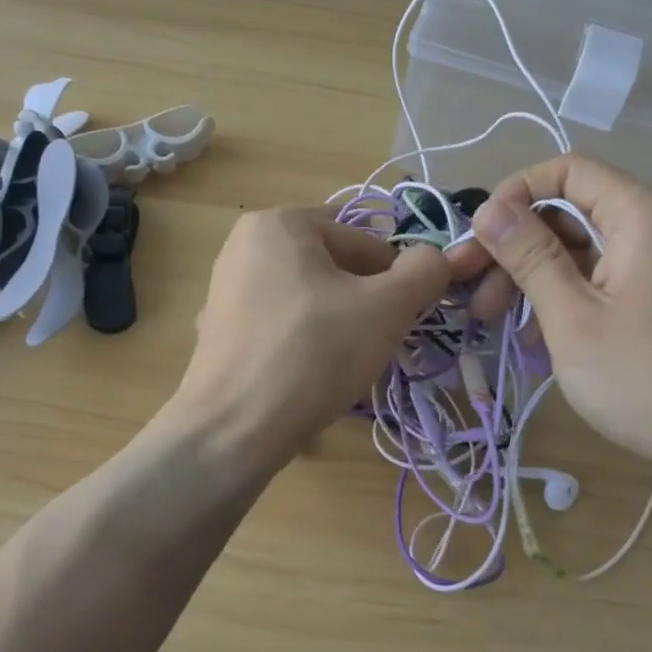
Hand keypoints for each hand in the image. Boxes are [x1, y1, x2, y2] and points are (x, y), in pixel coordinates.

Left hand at [166, 207, 450, 471]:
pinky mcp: (216, 329)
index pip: (365, 242)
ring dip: (336, 324)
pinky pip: (278, 324)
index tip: (400, 323)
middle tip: (371, 345)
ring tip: (340, 364)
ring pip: (307, 297)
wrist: (232, 429)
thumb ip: (424, 272)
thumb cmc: (313, 354)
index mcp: (280, 222)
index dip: (395, 283)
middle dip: (362, 303)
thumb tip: (435, 258)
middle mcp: (244, 244)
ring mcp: (224, 288)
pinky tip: (305, 376)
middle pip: (333, 267)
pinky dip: (300, 342)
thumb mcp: (386, 308)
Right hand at [444, 156, 651, 494]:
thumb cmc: (648, 380)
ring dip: (533, 279)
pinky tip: (537, 341)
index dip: (515, 194)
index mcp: (642, 215)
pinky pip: (602, 280)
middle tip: (476, 295)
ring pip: (581, 251)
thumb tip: (487, 208)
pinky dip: (565, 299)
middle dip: (516, 247)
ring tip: (496, 324)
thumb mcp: (573, 318)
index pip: (567, 170)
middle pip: (570, 213)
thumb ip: (529, 256)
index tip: (480, 240)